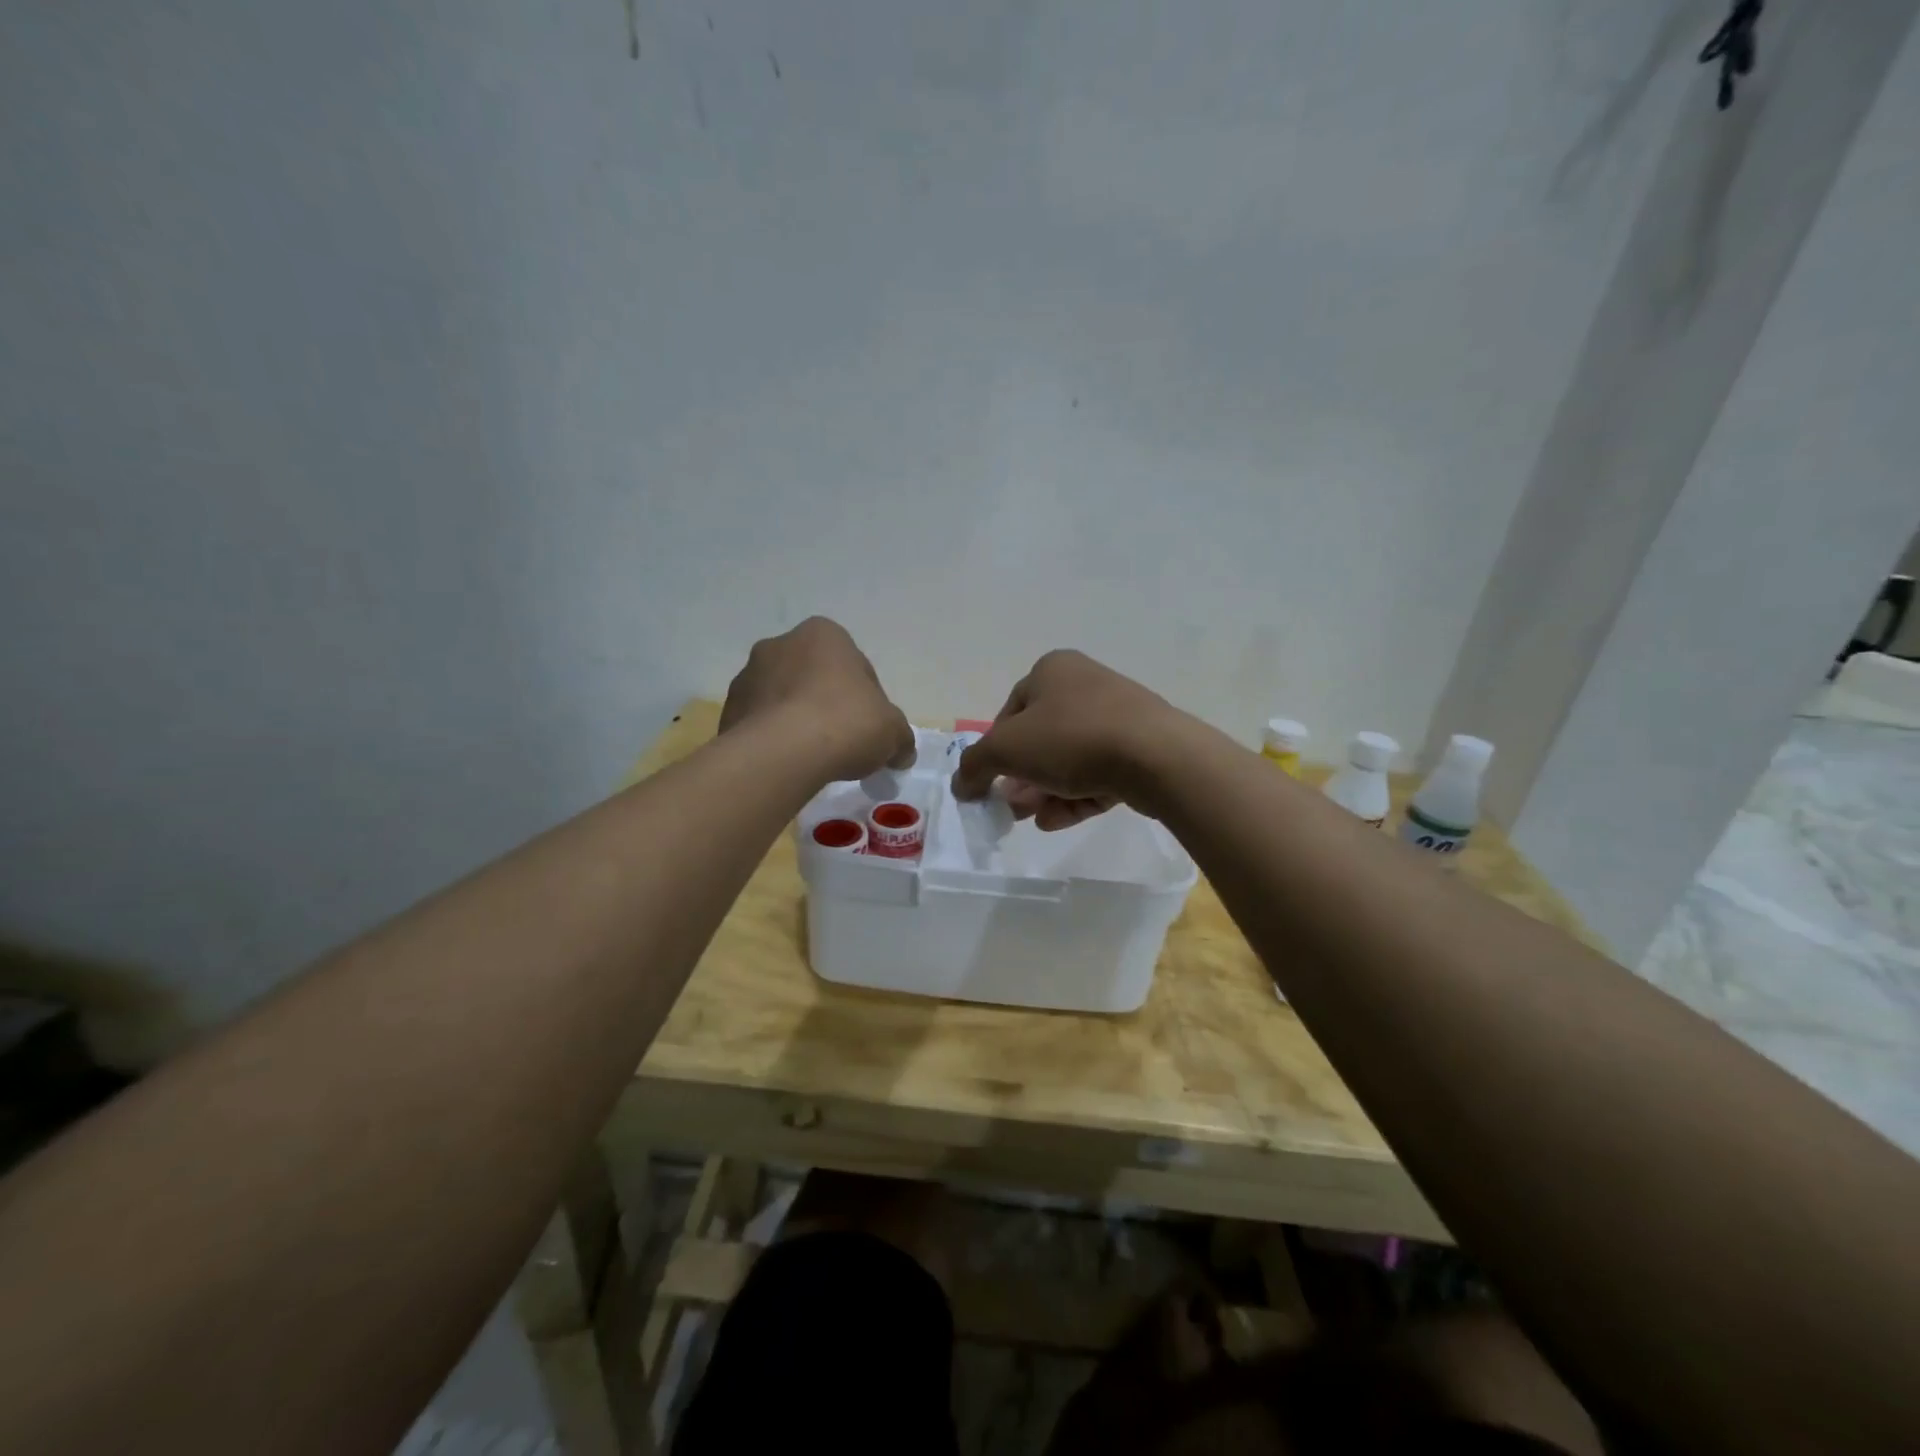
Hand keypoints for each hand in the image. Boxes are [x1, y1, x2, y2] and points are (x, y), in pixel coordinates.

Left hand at [720, 617, 914, 782]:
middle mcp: (781, 644)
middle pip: (815, 678)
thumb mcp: (892, 731)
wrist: (782, 753)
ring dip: (798, 719)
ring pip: (784, 698)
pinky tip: (790, 764)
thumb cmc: (845, 724)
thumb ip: (900, 737)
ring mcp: (748, 676)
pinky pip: (761, 723)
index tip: (870, 729)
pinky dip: (775, 738)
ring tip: (814, 757)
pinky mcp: (728, 710)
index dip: (868, 700)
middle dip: (828, 704)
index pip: (855, 667)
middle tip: (844, 741)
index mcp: (824, 634)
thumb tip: (903, 752)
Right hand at [950, 650, 1185, 829]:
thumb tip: (961, 785)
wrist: (1156, 756)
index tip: (992, 782)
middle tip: (1012, 807)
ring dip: (1045, 791)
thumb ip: (974, 765)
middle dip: (1021, 777)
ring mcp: (1118, 716)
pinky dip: (1075, 796)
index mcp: (1052, 670)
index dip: (996, 750)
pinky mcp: (1140, 747)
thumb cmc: (1071, 738)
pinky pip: (1098, 772)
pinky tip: (1059, 821)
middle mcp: (1085, 685)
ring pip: (1069, 759)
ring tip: (1035, 819)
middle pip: (1040, 738)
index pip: (1010, 712)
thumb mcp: (1006, 749)